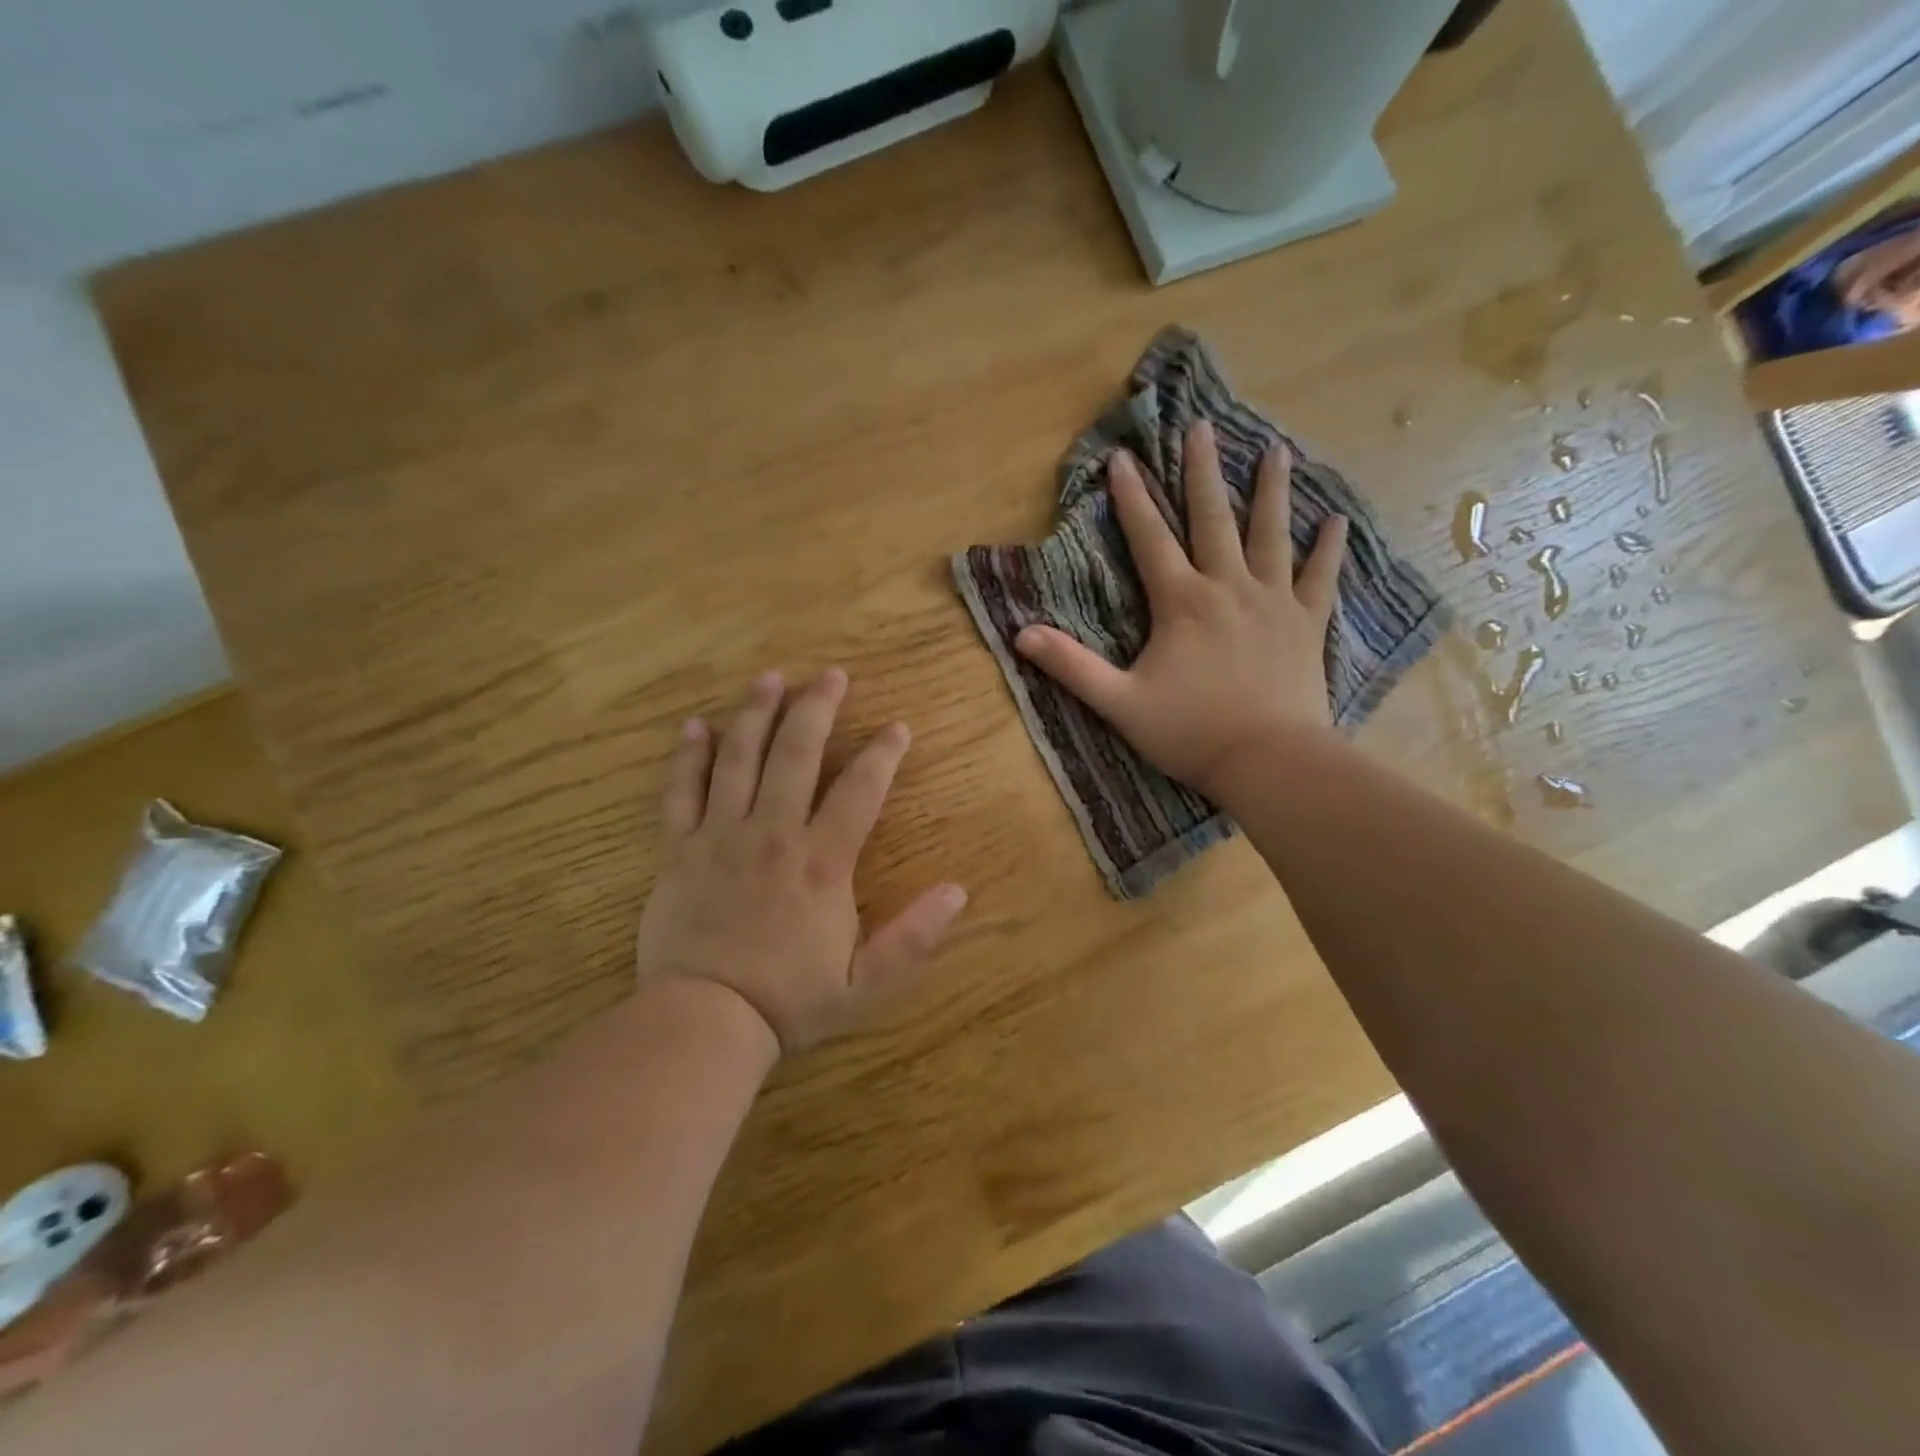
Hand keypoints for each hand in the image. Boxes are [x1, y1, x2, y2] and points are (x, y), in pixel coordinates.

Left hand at [635, 668, 966, 1053]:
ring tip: (770, 679)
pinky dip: (688, 757)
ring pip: (739, 759)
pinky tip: (694, 726)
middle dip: (816, 710)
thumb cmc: (789, 999)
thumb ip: (913, 936)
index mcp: (822, 863)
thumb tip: (959, 891)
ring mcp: (721, 837)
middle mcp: (773, 834)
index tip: (897, 726)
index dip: (882, 754)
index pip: (860, 791)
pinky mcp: (680, 849)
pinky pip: (681, 792)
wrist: (704, 1021)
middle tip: (830, 675)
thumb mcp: (864, 981)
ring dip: (756, 714)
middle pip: (796, 755)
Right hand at [1014, 420, 1348, 800]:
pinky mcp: (1307, 624)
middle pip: (1213, 518)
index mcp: (1181, 602)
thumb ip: (1071, 666)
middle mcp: (1228, 587)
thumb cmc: (1190, 732)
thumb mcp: (1119, 702)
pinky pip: (1320, 578)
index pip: (1150, 538)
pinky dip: (1330, 549)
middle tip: (1203, 427)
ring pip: (1272, 534)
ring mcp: (1274, 601)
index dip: (1132, 498)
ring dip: (1272, 491)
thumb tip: (1020, 635)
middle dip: (1203, 471)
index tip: (1123, 457)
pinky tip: (1337, 521)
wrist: (1269, 760)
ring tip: (1277, 451)